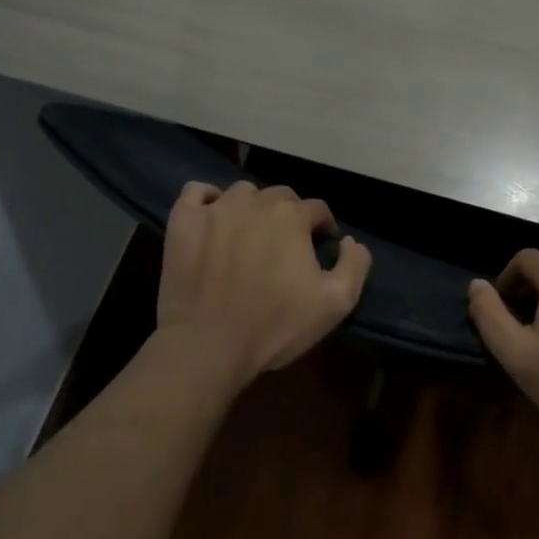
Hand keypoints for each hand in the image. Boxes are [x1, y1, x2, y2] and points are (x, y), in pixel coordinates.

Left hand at [157, 180, 371, 385]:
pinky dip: (206, 200)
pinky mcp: (183, 221)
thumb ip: (354, 265)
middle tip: (284, 246)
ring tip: (248, 235)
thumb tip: (350, 241)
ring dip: (250, 208)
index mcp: (292, 216)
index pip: (317, 209)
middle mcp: (255, 201)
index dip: (323, 227)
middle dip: (288, 216)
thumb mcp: (335, 304)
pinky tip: (211, 219)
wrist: (208, 345)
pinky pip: (196, 192)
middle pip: (279, 197)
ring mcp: (215, 208)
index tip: (321, 247)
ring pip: (241, 193)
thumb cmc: (274, 325)